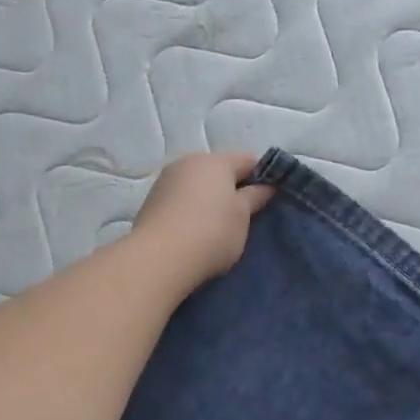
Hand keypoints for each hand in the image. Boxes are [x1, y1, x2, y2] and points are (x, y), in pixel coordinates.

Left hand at [132, 151, 275, 288]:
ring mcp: (166, 180)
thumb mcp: (242, 217)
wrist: (159, 258)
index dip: (262, 177)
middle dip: (233, 187)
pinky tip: (194, 231)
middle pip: (219, 170)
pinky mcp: (151, 201)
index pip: (248, 160)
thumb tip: (266, 186)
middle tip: (243, 216)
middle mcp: (188, 162)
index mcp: (215, 161)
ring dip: (209, 198)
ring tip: (217, 226)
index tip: (268, 199)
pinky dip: (190, 208)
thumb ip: (255, 197)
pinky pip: (180, 198)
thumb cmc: (212, 233)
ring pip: (197, 184)